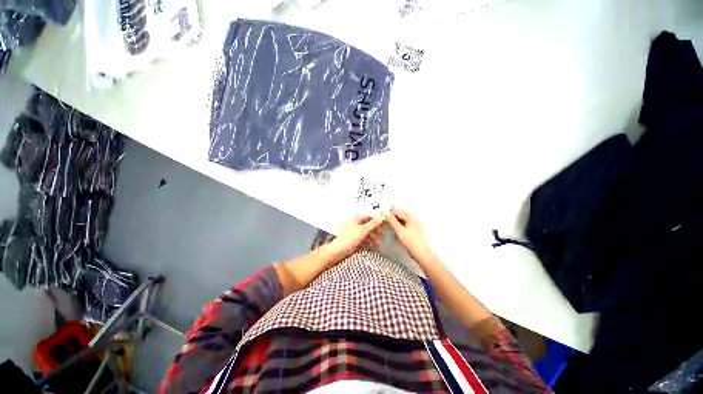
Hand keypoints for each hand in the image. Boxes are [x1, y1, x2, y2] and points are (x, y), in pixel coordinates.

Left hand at [329, 215, 383, 257]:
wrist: (339, 249)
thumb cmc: (350, 237)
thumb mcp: (363, 229)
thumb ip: (373, 224)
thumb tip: (380, 217)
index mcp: (356, 218)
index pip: (368, 216)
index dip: (375, 219)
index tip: (382, 224)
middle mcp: (354, 223)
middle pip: (367, 224)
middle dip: (374, 229)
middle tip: (380, 233)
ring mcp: (352, 231)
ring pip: (364, 231)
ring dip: (371, 236)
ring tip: (377, 242)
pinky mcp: (352, 238)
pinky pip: (361, 237)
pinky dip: (367, 240)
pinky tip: (370, 244)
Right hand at [386, 208, 436, 264]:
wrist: (422, 254)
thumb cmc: (412, 243)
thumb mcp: (400, 231)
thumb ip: (392, 221)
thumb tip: (386, 214)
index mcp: (412, 217)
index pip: (398, 211)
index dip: (390, 214)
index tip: (384, 217)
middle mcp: (414, 219)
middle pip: (401, 214)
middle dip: (393, 217)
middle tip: (386, 222)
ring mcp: (415, 225)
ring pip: (403, 219)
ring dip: (396, 222)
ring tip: (390, 226)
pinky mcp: (414, 230)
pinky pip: (405, 224)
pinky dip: (400, 226)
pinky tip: (397, 230)